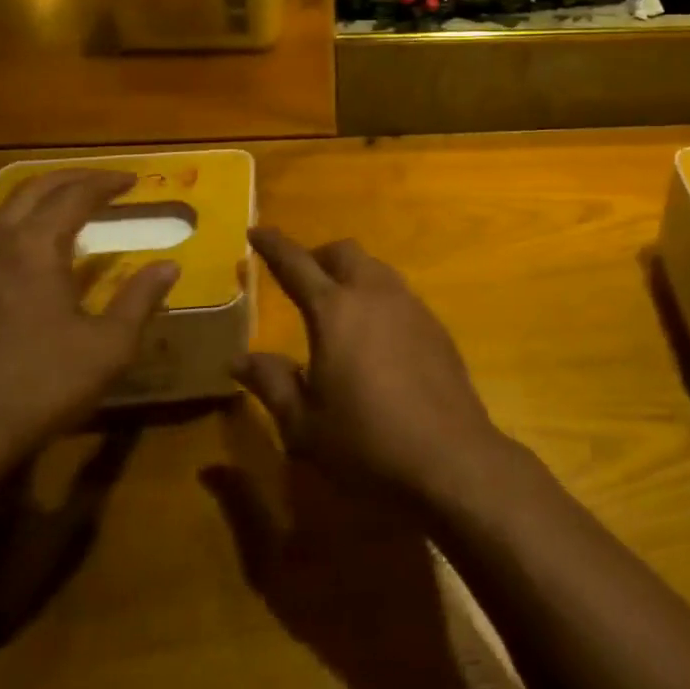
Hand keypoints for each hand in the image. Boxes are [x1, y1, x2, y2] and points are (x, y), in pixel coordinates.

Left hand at [0, 170, 177, 457]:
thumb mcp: (107, 347)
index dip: (107, 183)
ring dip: (43, 198)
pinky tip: (35, 252)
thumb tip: (168, 267)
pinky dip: (21, 224)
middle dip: (74, 178)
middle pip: (35, 189)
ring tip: (73, 207)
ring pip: (6, 209)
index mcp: (33, 246)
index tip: (134, 181)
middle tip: (106, 182)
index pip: (75, 195)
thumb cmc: (36, 386)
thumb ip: (140, 300)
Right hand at [236, 228, 510, 505]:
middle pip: (343, 252)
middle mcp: (373, 294)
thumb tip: (238, 359)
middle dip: (317, 255)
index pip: (296, 264)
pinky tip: (375, 335)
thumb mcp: (304, 424)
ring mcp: (410, 305)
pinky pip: (398, 293)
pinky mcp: (434, 324)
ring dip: (351, 273)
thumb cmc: (366, 443)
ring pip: (375, 267)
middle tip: (300, 277)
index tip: (256, 231)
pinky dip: (377, 297)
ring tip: (338, 305)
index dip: (273, 245)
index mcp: (334, 311)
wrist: (450, 457)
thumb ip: (271, 383)